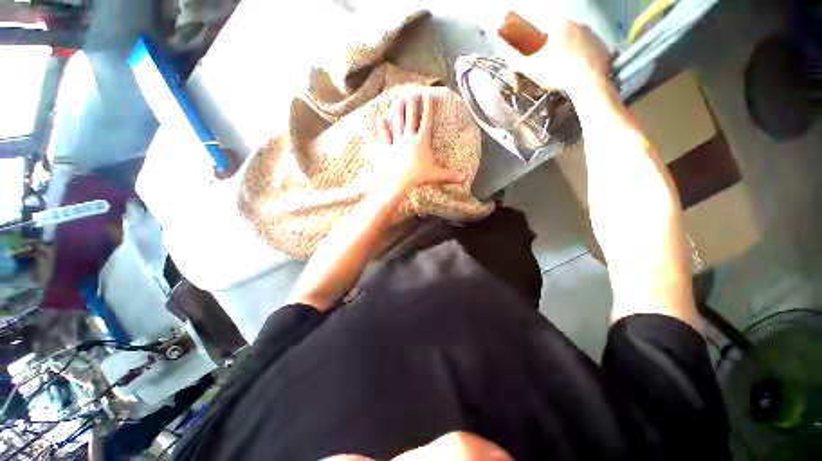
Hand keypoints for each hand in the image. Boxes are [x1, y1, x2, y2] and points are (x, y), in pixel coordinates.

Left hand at [378, 92, 465, 195]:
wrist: (400, 182)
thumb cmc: (418, 177)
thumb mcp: (436, 175)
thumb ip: (450, 175)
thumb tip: (464, 178)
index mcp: (422, 141)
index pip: (426, 120)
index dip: (427, 106)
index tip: (427, 94)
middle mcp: (409, 138)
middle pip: (411, 116)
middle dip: (412, 103)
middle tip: (413, 92)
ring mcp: (398, 142)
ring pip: (398, 122)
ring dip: (398, 110)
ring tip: (399, 99)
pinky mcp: (389, 148)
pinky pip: (385, 136)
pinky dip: (383, 128)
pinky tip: (381, 119)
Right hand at [498, 20, 611, 95]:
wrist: (589, 81)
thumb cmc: (557, 71)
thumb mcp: (531, 67)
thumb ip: (516, 59)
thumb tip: (504, 52)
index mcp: (560, 24)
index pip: (541, 39)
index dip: (534, 56)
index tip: (532, 70)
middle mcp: (579, 24)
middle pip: (557, 45)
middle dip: (548, 62)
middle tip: (544, 79)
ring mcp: (594, 35)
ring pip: (571, 50)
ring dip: (562, 64)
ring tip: (558, 81)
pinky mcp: (604, 47)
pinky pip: (585, 56)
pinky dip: (578, 66)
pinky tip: (573, 78)